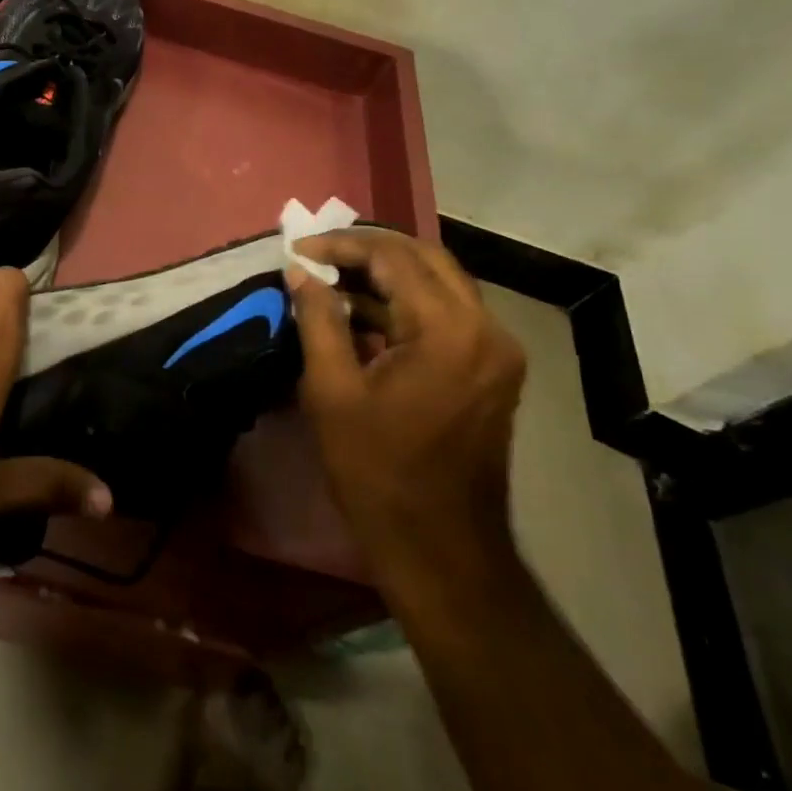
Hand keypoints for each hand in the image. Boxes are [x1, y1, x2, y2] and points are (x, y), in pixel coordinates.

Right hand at [286, 229, 525, 584]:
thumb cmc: (376, 470)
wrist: (440, 545)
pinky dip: (405, 302)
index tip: (296, 250)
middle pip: (424, 257)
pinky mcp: (492, 367)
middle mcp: (485, 327)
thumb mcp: (331, 390)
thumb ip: (317, 319)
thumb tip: (299, 271)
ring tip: (331, 279)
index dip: (340, 245)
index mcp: (447, 330)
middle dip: (366, 249)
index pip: (393, 256)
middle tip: (316, 256)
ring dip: (386, 273)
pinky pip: (447, 311)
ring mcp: (496, 348)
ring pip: (439, 281)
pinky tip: (362, 313)